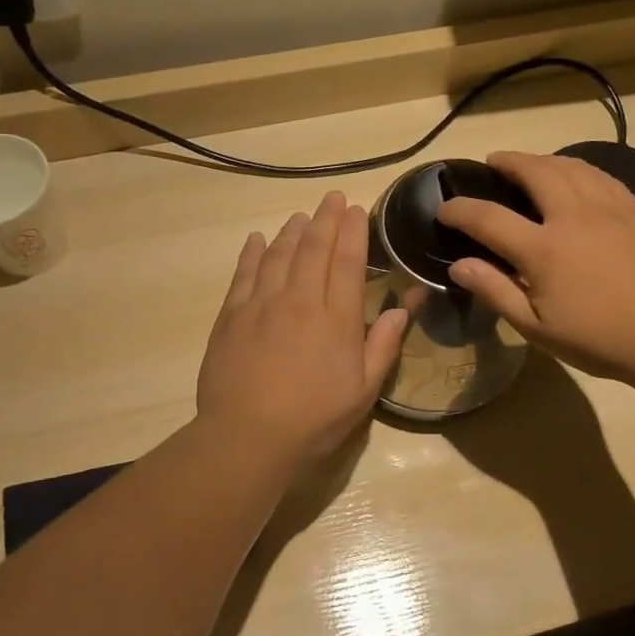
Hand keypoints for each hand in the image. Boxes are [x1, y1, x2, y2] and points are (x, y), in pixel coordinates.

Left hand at [197, 190, 408, 472]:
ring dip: (292, 231)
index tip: (356, 209)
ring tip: (301, 216)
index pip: (348, 262)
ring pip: (279, 255)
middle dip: (325, 219)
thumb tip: (402, 309)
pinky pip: (244, 274)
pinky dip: (253, 253)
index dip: (353, 232)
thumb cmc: (314, 419)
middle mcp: (300, 300)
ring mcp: (262, 305)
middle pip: (314, 249)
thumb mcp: (363, 391)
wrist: (247, 437)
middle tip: (332, 198)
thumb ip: (383, 346)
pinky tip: (258, 239)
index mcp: (337, 319)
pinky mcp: (232, 316)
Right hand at [437, 151, 634, 387]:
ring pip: (570, 166)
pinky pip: (600, 175)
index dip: (460, 210)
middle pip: (534, 172)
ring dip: (542, 159)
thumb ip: (496, 291)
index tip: (444, 209)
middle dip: (507, 162)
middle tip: (492, 162)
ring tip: (528, 163)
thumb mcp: (538, 329)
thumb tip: (458, 265)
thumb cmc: (600, 340)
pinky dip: (577, 167)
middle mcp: (573, 216)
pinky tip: (574, 175)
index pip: (488, 218)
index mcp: (544, 249)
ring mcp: (609, 208)